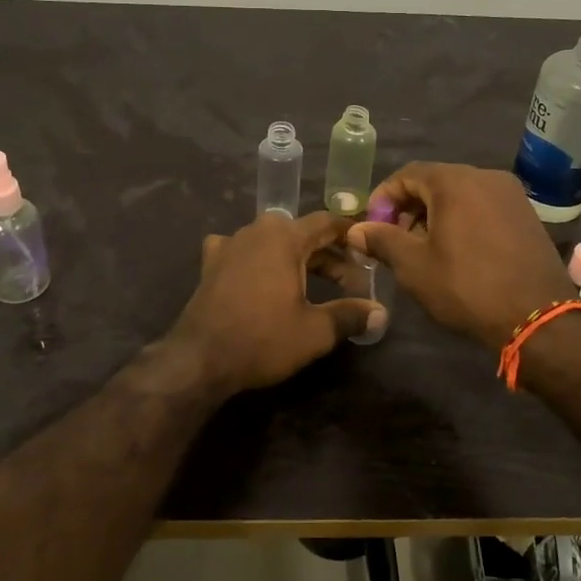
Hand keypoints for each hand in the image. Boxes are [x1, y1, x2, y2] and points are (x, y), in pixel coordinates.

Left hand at [166, 211, 384, 394]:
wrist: (200, 358)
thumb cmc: (262, 339)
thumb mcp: (315, 331)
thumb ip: (350, 316)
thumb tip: (381, 313)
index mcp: (284, 237)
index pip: (326, 222)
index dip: (350, 234)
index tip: (368, 249)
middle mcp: (256, 231)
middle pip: (300, 233)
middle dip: (327, 254)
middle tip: (350, 282)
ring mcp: (229, 245)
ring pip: (272, 242)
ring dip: (295, 258)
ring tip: (313, 284)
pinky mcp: (211, 264)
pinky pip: (243, 252)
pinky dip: (260, 261)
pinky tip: (262, 278)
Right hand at [347, 163, 575, 347]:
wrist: (537, 317)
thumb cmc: (467, 287)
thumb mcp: (414, 266)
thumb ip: (382, 240)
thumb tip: (356, 230)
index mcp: (455, 181)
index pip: (407, 174)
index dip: (383, 198)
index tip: (372, 226)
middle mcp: (485, 176)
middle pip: (435, 182)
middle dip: (409, 207)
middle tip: (394, 239)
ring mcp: (511, 194)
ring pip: (461, 195)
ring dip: (435, 215)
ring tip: (423, 249)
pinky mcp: (527, 214)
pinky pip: (484, 206)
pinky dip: (463, 220)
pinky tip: (457, 251)